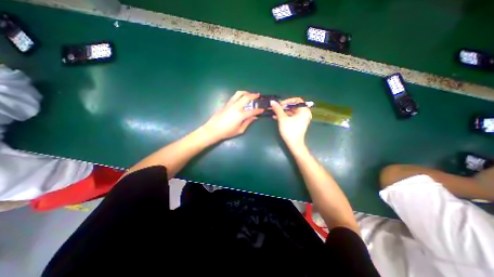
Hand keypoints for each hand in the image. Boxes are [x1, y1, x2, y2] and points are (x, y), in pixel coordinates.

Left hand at [202, 91, 263, 140]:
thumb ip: (248, 122)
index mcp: (240, 115)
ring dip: (245, 92)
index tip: (263, 109)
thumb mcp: (240, 130)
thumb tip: (254, 117)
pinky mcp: (226, 104)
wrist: (213, 129)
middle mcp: (236, 107)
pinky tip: (241, 99)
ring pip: (239, 94)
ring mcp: (230, 104)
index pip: (253, 111)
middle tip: (258, 95)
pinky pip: (234, 97)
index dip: (259, 110)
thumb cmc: (227, 132)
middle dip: (253, 95)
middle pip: (246, 97)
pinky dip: (239, 96)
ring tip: (249, 94)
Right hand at [269, 97, 311, 148]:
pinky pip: (291, 117)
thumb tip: (272, 101)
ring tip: (274, 113)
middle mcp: (305, 113)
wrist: (294, 144)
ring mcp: (302, 119)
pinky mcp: (298, 123)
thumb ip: (277, 109)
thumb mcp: (282, 118)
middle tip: (275, 108)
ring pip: (291, 112)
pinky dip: (285, 116)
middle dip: (283, 107)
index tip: (280, 105)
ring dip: (282, 112)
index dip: (287, 101)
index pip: (297, 100)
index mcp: (304, 110)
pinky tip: (276, 117)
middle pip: (293, 106)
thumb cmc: (290, 130)